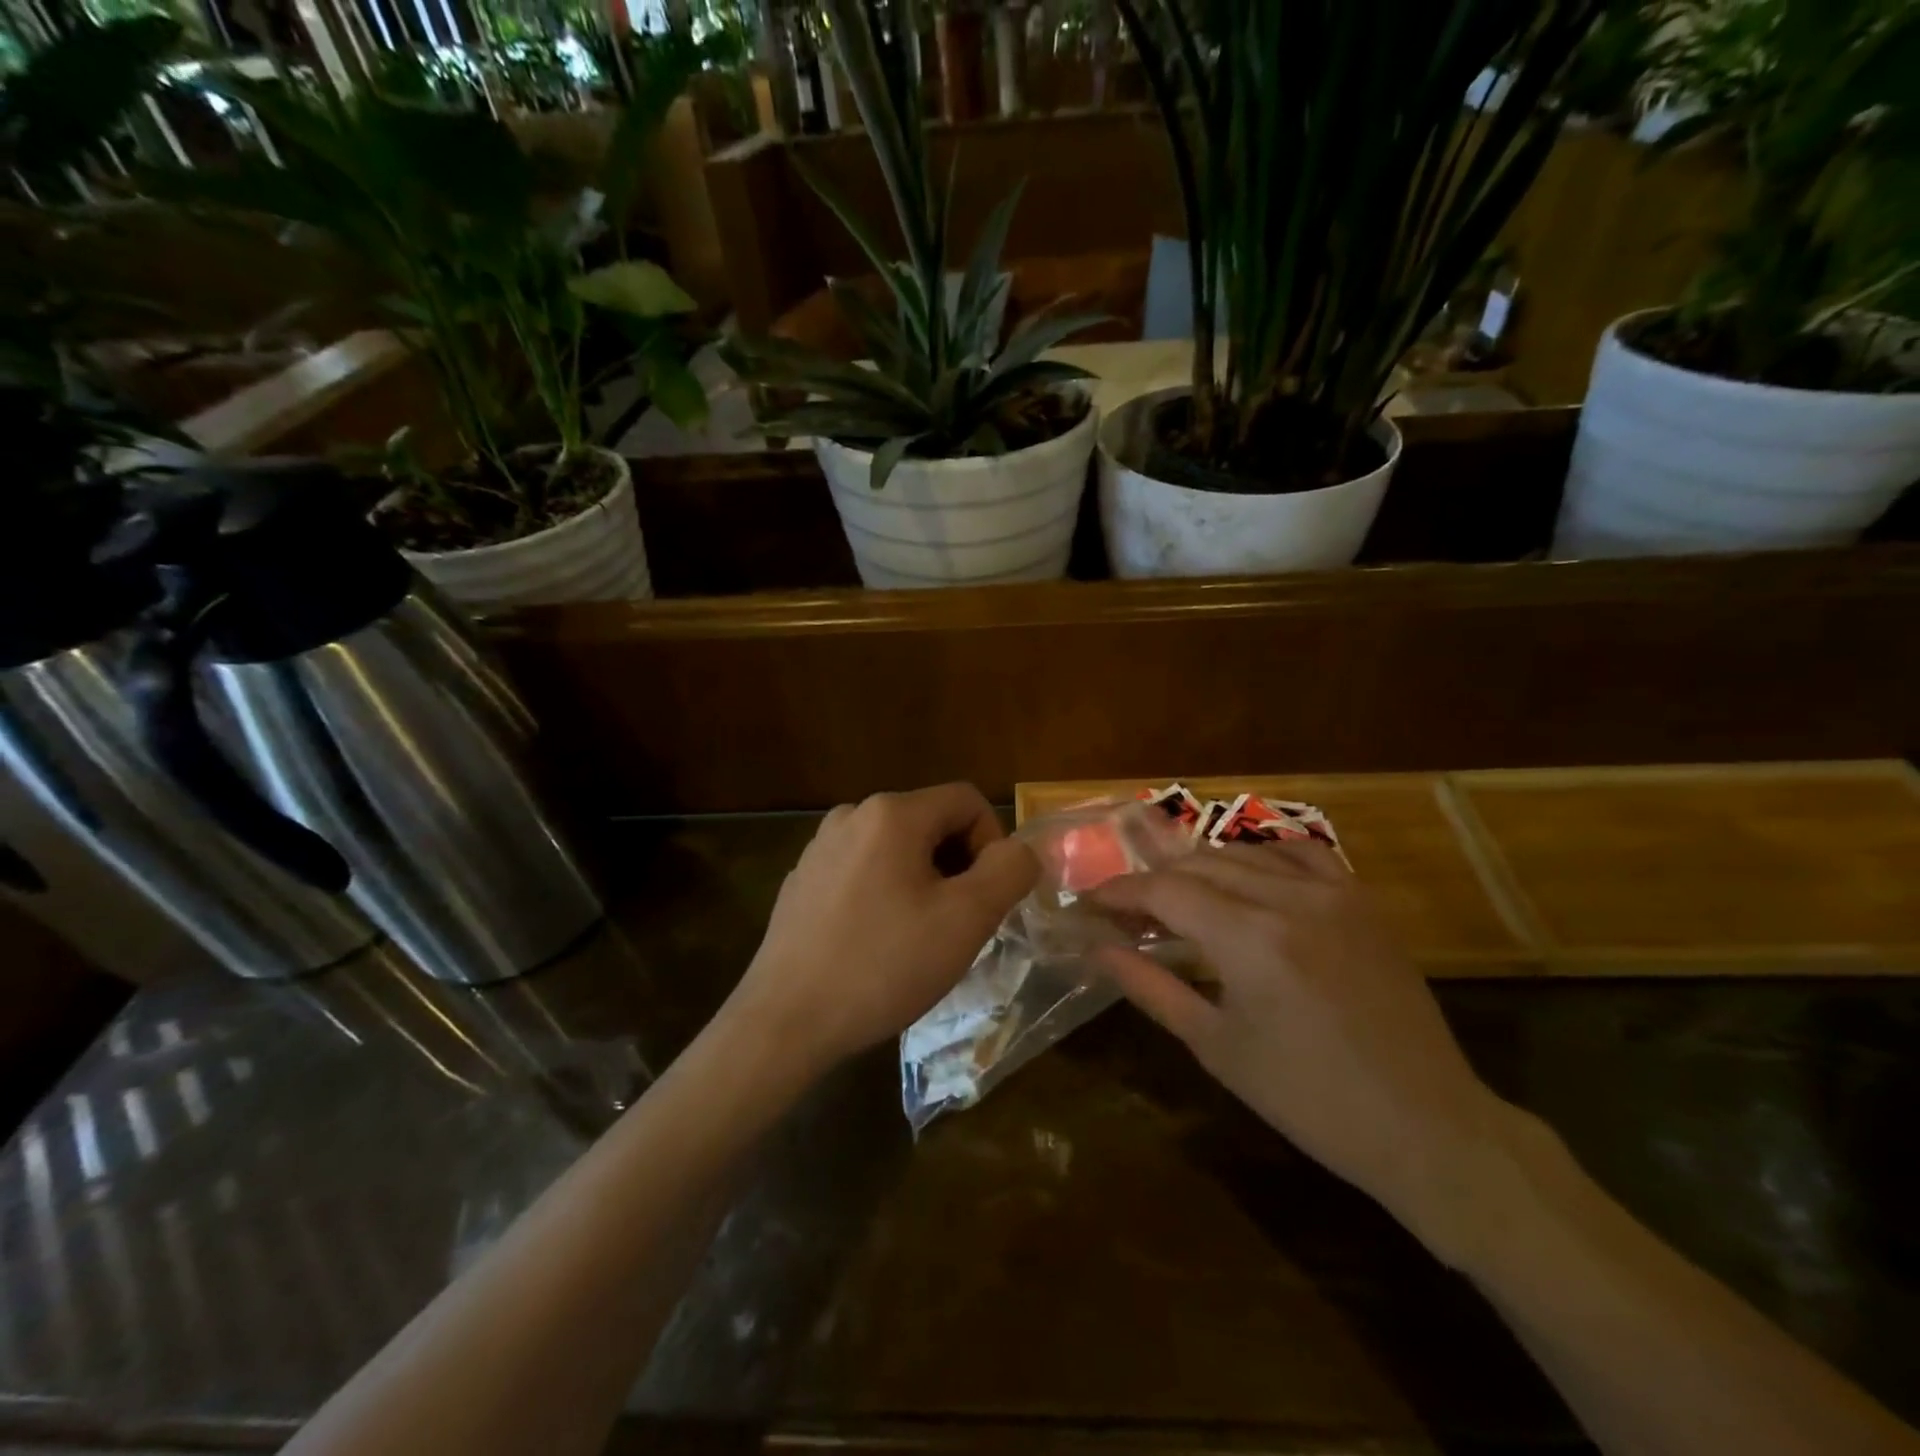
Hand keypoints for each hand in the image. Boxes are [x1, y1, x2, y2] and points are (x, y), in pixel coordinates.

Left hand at [726, 784, 1038, 1077]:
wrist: (785, 1021)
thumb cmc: (882, 965)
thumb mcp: (966, 919)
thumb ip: (1009, 871)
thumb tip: (1019, 850)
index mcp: (891, 812)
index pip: (967, 800)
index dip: (993, 842)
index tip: (986, 898)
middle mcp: (851, 815)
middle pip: (931, 823)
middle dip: (958, 867)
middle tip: (957, 925)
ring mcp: (820, 847)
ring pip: (898, 850)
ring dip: (924, 883)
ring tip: (918, 939)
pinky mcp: (802, 880)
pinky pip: (863, 872)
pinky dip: (886, 895)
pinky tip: (875, 945)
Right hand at [1092, 842, 1507, 1246]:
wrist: (1425, 1125)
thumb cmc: (1308, 1099)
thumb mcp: (1216, 1046)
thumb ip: (1150, 987)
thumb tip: (1096, 950)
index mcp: (1249, 939)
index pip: (1164, 890)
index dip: (1119, 893)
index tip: (1088, 905)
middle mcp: (1289, 898)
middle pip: (1197, 864)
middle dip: (1153, 884)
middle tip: (1127, 915)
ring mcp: (1332, 892)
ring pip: (1242, 853)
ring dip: (1199, 869)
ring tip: (1177, 901)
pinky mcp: (1361, 899)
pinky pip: (1298, 853)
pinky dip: (1258, 857)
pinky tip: (1244, 879)